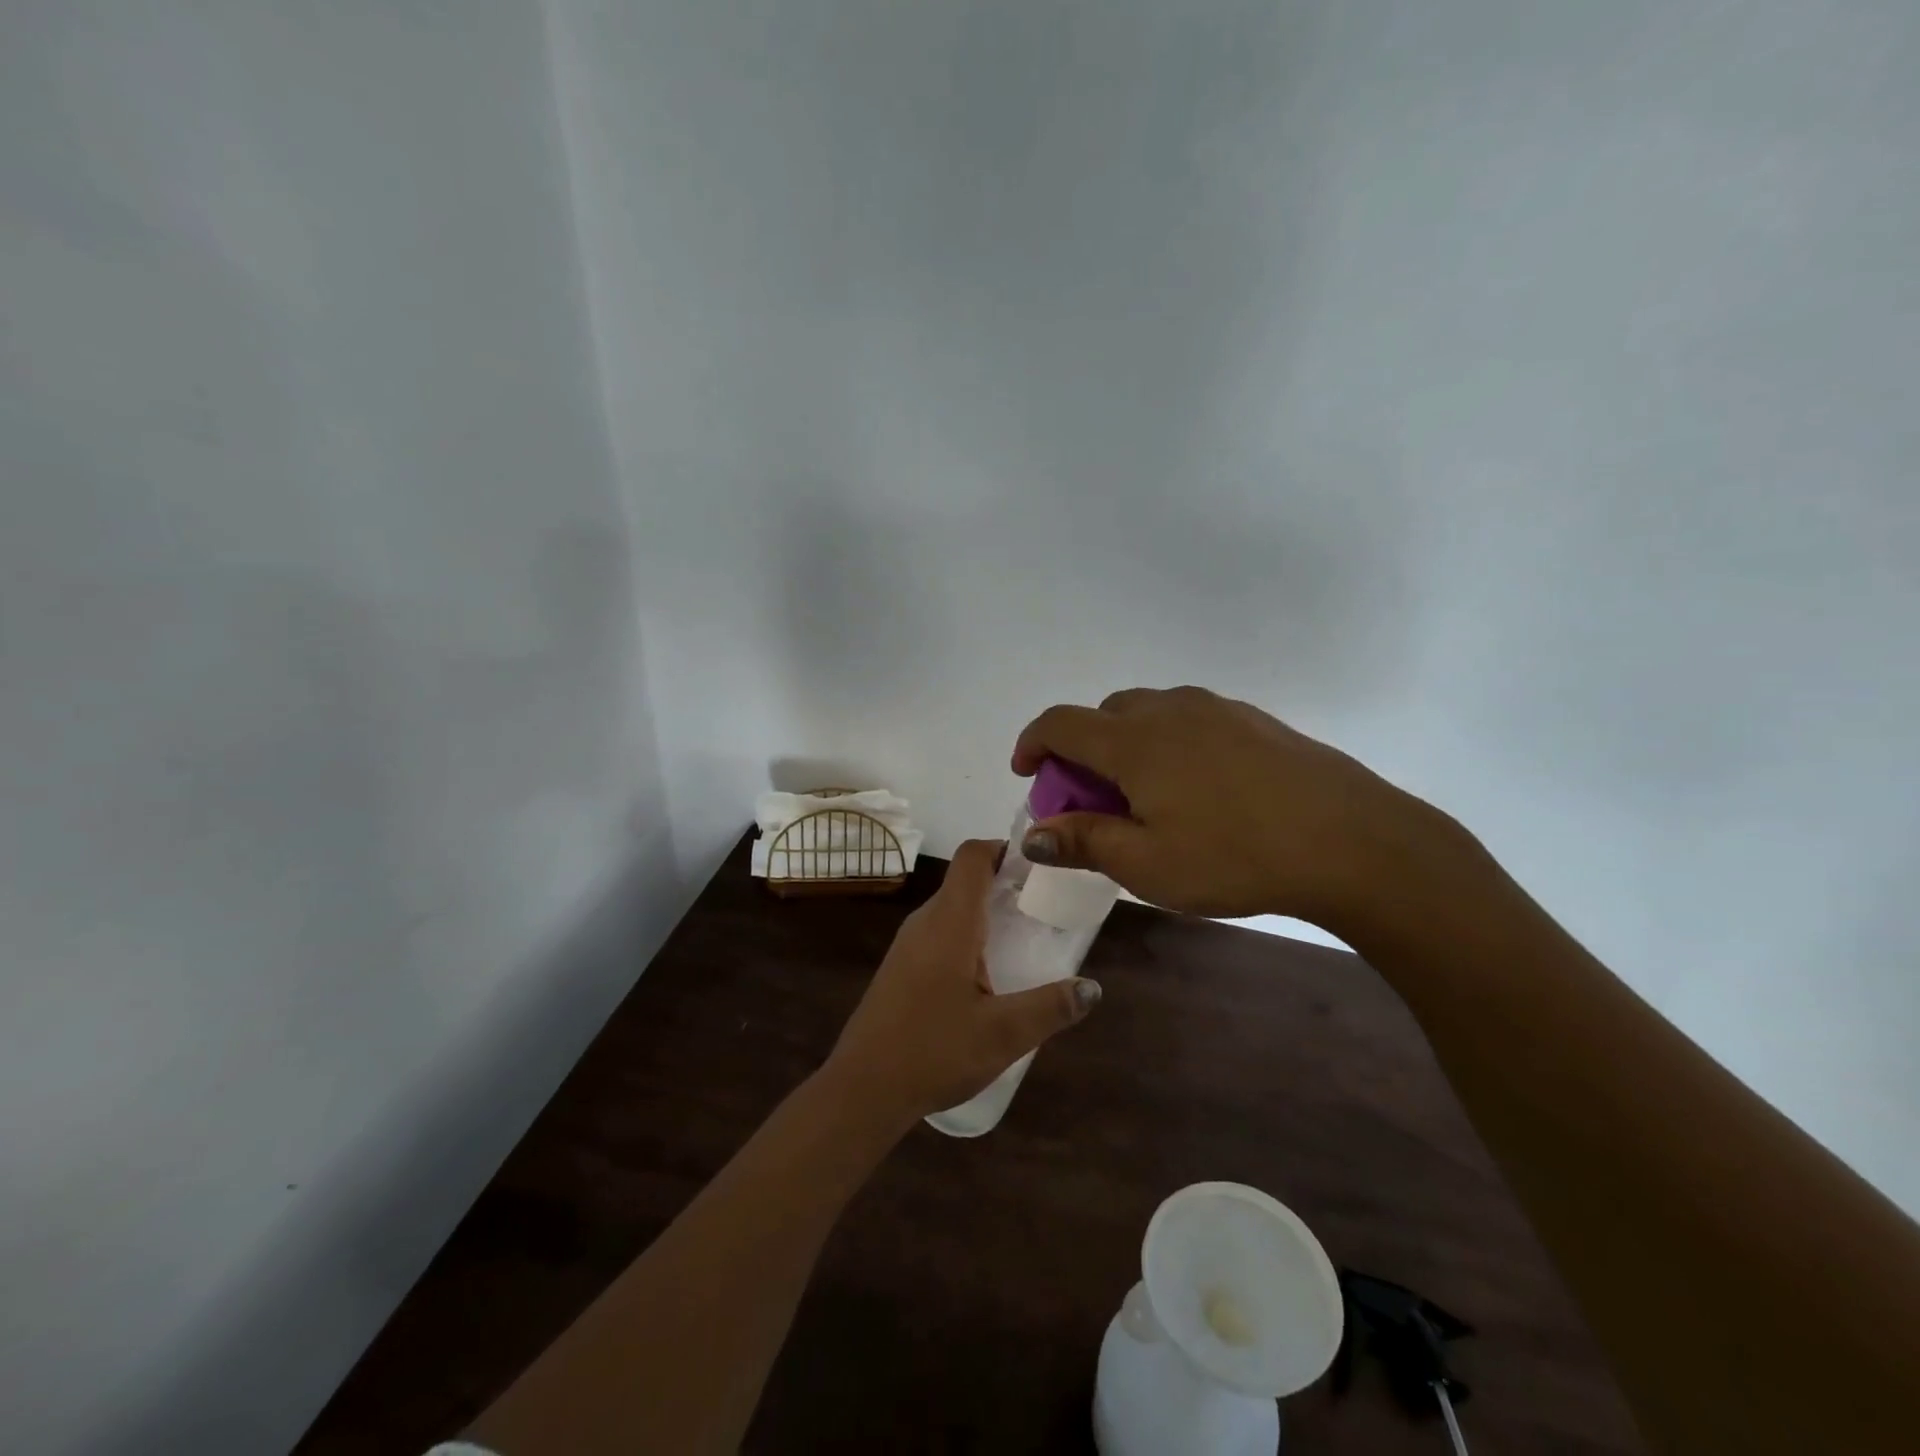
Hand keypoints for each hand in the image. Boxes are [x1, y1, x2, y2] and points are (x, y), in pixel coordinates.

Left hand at [824, 839, 1100, 1122]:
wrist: (862, 1089)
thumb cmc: (933, 1051)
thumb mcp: (1003, 1034)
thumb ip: (1051, 1008)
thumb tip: (1092, 988)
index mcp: (950, 922)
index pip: (973, 856)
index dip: (1004, 847)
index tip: (1039, 864)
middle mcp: (925, 922)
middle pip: (965, 880)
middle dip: (1005, 883)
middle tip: (1044, 906)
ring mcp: (908, 945)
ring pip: (952, 909)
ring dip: (987, 912)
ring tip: (1024, 939)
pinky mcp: (901, 967)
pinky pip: (940, 933)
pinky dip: (969, 936)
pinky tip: (988, 975)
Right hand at [1012, 686, 1451, 932]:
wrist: (1354, 841)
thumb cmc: (1235, 857)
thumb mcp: (1147, 864)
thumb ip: (1083, 841)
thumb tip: (1033, 835)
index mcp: (1134, 741)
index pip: (1061, 723)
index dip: (1032, 743)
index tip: (1026, 773)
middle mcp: (1170, 710)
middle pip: (1103, 715)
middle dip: (1081, 751)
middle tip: (1089, 800)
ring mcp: (1218, 709)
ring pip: (1149, 713)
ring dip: (1126, 745)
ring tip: (1143, 795)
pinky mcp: (1255, 720)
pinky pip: (1190, 720)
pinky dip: (1168, 743)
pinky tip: (1196, 789)